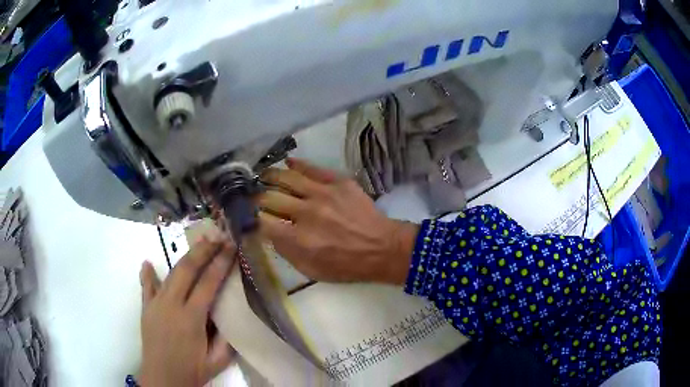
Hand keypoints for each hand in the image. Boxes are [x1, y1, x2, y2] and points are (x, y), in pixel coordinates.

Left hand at [139, 237, 235, 386]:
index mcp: (191, 318)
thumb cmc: (192, 371)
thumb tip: (232, 315)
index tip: (231, 247)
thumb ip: (227, 337)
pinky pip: (146, 287)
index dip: (221, 262)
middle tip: (217, 237)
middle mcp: (171, 305)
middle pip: (187, 269)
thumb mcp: (218, 360)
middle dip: (203, 250)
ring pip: (170, 273)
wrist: (163, 379)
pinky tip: (147, 263)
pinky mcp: (146, 308)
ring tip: (198, 243)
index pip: (208, 283)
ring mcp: (156, 304)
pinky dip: (148, 274)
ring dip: (185, 256)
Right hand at [257, 158, 417, 283]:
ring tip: (264, 176)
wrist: (383, 248)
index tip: (250, 216)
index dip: (252, 218)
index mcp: (298, 239)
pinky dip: (296, 165)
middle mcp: (306, 213)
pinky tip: (288, 163)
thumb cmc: (346, 265)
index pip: (262, 222)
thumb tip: (269, 231)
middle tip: (255, 196)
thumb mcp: (311, 271)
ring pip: (286, 177)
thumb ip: (286, 252)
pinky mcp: (338, 182)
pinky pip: (311, 168)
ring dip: (270, 176)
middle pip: (269, 197)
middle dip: (257, 197)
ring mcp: (322, 194)